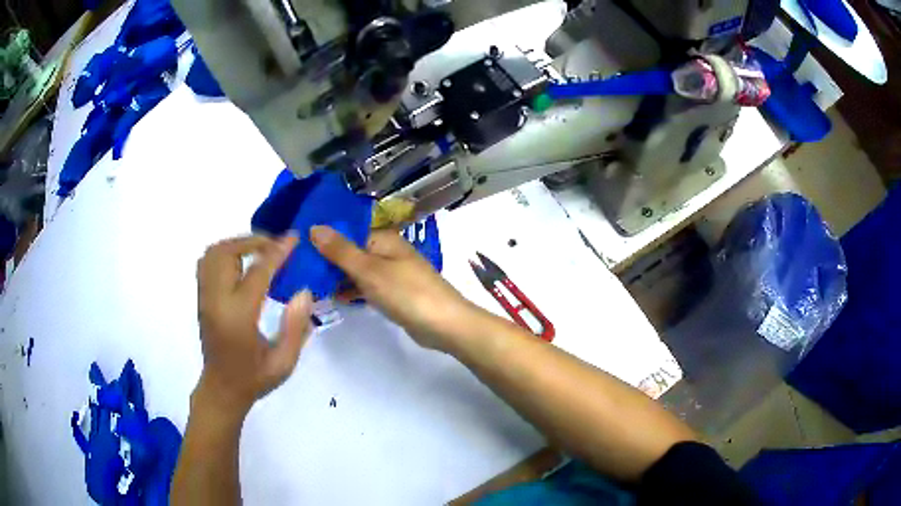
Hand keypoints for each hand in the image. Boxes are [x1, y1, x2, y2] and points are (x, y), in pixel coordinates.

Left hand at [195, 235, 313, 414]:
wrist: (222, 389)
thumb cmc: (255, 378)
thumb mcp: (284, 362)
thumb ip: (295, 326)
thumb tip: (304, 291)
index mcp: (239, 316)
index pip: (257, 271)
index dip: (277, 252)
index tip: (293, 238)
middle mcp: (216, 301)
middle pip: (227, 252)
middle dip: (252, 241)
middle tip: (274, 246)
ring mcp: (204, 298)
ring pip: (213, 253)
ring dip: (236, 245)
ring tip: (259, 251)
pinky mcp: (201, 298)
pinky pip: (207, 262)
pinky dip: (224, 253)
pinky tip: (241, 263)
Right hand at [310, 225, 485, 351]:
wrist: (444, 325)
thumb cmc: (406, 292)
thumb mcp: (369, 270)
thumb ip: (340, 251)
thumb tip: (315, 227)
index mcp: (382, 238)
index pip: (347, 231)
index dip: (324, 237)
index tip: (297, 245)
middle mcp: (386, 251)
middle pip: (351, 251)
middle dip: (327, 259)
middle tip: (298, 268)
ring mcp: (391, 273)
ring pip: (358, 270)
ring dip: (338, 277)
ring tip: (309, 283)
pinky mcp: (393, 293)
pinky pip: (367, 287)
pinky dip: (352, 290)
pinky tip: (334, 297)